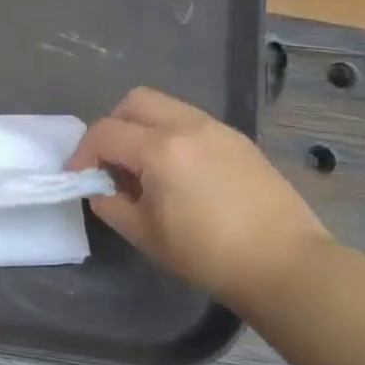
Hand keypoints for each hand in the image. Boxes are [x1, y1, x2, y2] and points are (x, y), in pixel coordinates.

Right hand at [69, 87, 331, 313]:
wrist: (283, 262)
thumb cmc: (207, 254)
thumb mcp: (144, 234)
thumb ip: (111, 204)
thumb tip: (101, 188)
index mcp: (160, 149)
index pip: (104, 132)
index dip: (82, 155)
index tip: (81, 180)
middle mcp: (188, 125)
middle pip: (134, 101)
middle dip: (112, 127)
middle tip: (111, 164)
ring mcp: (218, 128)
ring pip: (166, 107)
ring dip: (143, 129)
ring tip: (145, 171)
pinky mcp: (238, 140)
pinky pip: (191, 122)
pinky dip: (171, 136)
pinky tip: (179, 175)